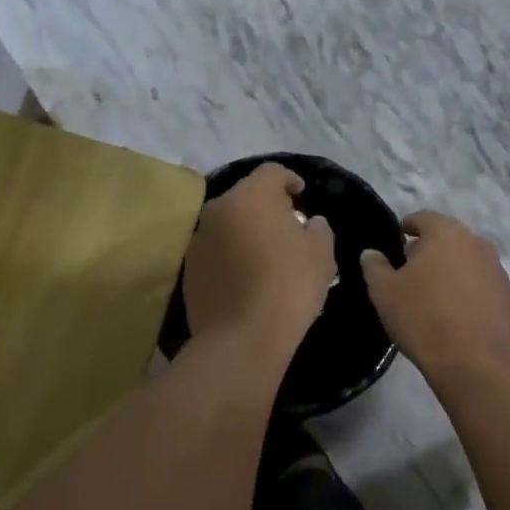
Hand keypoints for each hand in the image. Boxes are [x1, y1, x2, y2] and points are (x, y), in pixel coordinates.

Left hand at [183, 163, 335, 347]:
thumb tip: (310, 222)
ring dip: (245, 230)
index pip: (271, 172)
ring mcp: (198, 238)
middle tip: (286, 227)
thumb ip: (318, 228)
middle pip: (245, 196)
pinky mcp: (188, 267)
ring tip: (265, 254)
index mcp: (251, 196)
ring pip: (227, 223)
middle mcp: (218, 209)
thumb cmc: (289, 286)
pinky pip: (215, 249)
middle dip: (266, 206)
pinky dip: (230, 254)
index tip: (301, 195)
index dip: (290, 180)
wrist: (242, 338)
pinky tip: (245, 276)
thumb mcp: (321, 254)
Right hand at [359, 212, 509, 382]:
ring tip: (433, 294)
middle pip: (448, 238)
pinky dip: (467, 290)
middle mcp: (477, 243)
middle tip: (410, 271)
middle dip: (429, 250)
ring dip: (450, 270)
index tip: (397, 241)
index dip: (407, 227)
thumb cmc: (422, 317)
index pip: (423, 218)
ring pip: (467, 261)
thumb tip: (371, 253)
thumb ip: (374, 266)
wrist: (472, 361)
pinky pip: (481, 284)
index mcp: (446, 233)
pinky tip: (454, 313)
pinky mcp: (507, 296)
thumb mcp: (384, 292)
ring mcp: (497, 270)